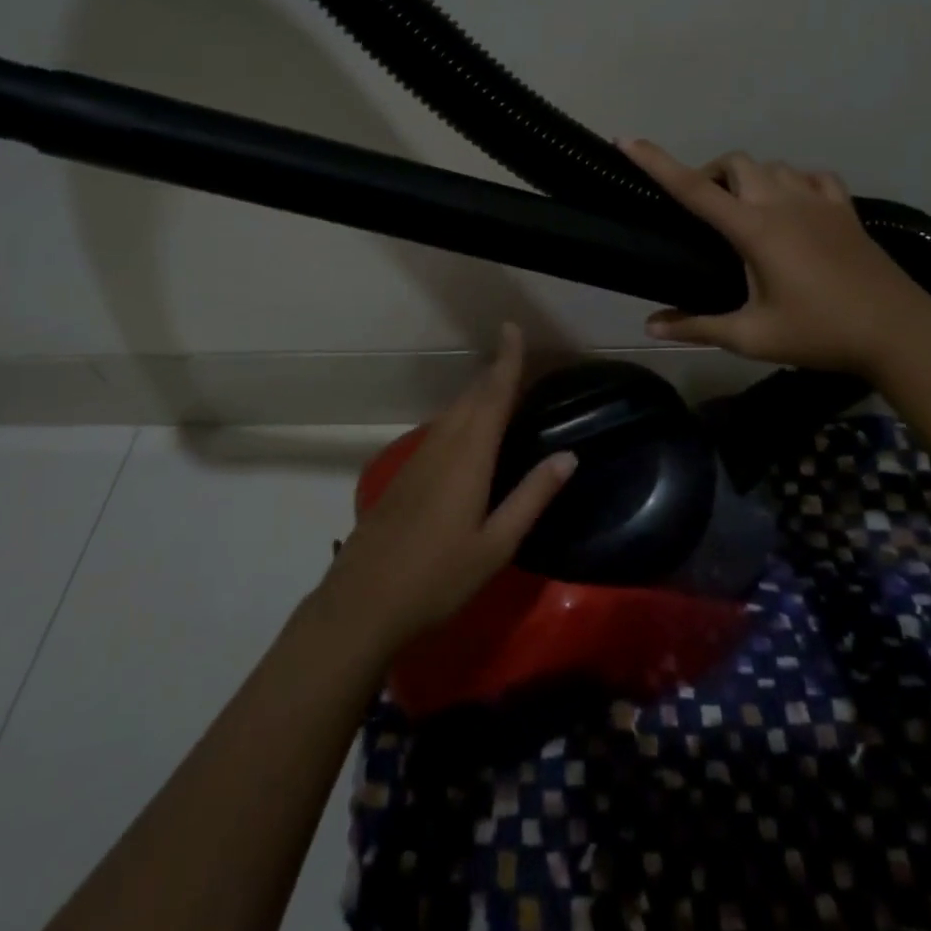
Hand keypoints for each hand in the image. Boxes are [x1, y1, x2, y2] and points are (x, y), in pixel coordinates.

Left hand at [318, 323, 575, 656]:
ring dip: (476, 393)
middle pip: (471, 398)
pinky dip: (460, 416)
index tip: (512, 327)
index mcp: (469, 457)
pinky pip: (439, 430)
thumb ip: (531, 497)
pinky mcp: (403, 476)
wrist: (362, 603)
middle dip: (494, 372)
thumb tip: (568, 456)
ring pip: (452, 412)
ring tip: (497, 385)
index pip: (493, 396)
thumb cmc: (438, 578)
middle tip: (515, 355)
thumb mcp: (496, 544)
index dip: (506, 360)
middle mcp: (442, 447)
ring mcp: (417, 460)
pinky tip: (465, 431)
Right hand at [619, 138, 930, 376]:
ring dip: (751, 178)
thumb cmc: (820, 333)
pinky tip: (793, 206)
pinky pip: (811, 176)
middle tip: (706, 211)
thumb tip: (650, 325)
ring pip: (773, 165)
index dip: (657, 163)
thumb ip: (698, 326)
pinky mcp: (844, 209)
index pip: (694, 189)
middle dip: (712, 174)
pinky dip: (793, 182)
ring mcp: (818, 201)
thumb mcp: (753, 336)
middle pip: (737, 163)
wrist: (898, 331)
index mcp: (755, 229)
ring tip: (746, 211)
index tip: (628, 140)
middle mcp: (783, 202)